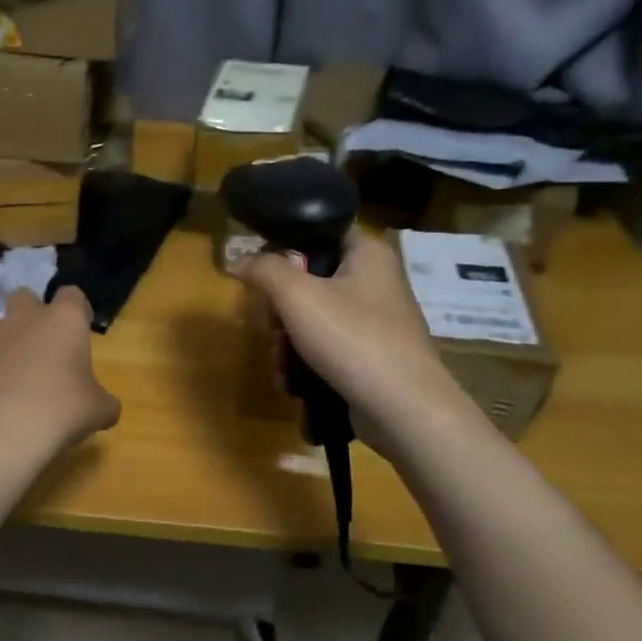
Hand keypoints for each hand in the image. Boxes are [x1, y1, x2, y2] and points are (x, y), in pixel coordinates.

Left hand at [0, 286, 120, 454]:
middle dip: (28, 312)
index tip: (79, 327)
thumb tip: (107, 408)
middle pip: (23, 296)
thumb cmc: (63, 410)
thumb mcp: (99, 410)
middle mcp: (23, 318)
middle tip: (37, 340)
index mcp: (63, 320)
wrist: (6, 429)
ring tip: (1, 357)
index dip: (76, 308)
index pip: (72, 294)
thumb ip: (104, 401)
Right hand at [232, 228, 478, 450]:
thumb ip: (264, 269)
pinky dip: (305, 361)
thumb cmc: (352, 339)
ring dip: (286, 340)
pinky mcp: (370, 355)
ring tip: (280, 363)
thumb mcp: (297, 295)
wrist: (404, 410)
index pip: (320, 230)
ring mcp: (374, 322)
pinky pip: (326, 347)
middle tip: (270, 326)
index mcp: (368, 254)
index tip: (259, 268)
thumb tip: (238, 260)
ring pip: (312, 317)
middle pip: (308, 279)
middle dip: (279, 308)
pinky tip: (292, 381)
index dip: (284, 243)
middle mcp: (375, 281)